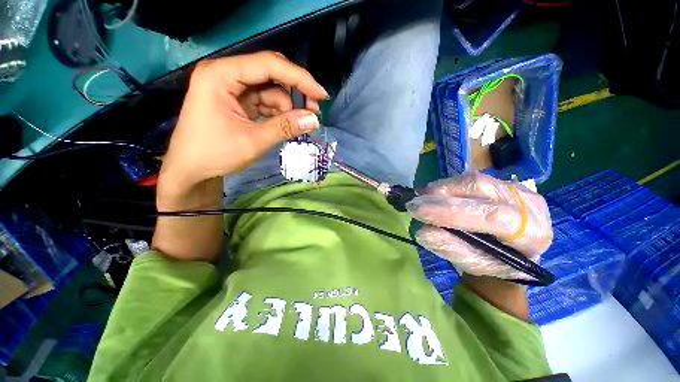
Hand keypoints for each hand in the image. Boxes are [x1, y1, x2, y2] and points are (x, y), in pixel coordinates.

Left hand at [158, 51, 327, 207]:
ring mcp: (232, 88)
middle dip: (294, 91)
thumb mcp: (253, 141)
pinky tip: (287, 125)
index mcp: (221, 75)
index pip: (268, 65)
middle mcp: (226, 74)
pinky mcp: (238, 102)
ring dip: (288, 106)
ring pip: (271, 90)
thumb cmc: (214, 154)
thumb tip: (314, 119)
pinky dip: (279, 113)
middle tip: (313, 111)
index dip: (299, 78)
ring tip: (299, 125)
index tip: (321, 95)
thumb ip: (285, 127)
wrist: (191, 171)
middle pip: (270, 73)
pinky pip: (266, 102)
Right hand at [407, 172, 552, 279]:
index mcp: (531, 234)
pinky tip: (435, 195)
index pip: (491, 216)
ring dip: (442, 189)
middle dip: (441, 195)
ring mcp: (517, 188)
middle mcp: (529, 204)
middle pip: (480, 188)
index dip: (451, 212)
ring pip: (473, 179)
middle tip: (414, 203)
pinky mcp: (503, 181)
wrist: (514, 252)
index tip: (419, 211)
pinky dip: (448, 186)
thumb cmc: (495, 264)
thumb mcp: (474, 264)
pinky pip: (470, 178)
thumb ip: (451, 248)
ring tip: (422, 199)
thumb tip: (423, 232)